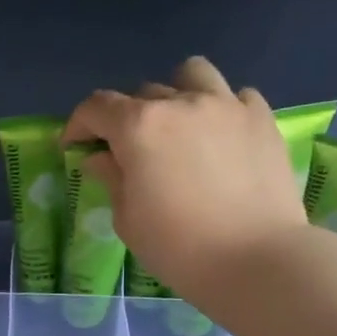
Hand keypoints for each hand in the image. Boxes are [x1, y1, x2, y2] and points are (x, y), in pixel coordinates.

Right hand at [62, 56, 306, 298]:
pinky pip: (235, 97)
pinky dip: (221, 110)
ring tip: (178, 127)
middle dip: (127, 119)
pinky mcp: (261, 118)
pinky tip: (220, 138)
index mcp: (139, 127)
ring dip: (176, 94)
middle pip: (142, 94)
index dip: (79, 124)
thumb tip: (100, 158)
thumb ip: (112, 178)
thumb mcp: (127, 219)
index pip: (96, 107)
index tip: (75, 146)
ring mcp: (226, 106)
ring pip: (192, 76)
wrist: (255, 259)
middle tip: (129, 152)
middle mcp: (181, 103)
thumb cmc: (178, 247)